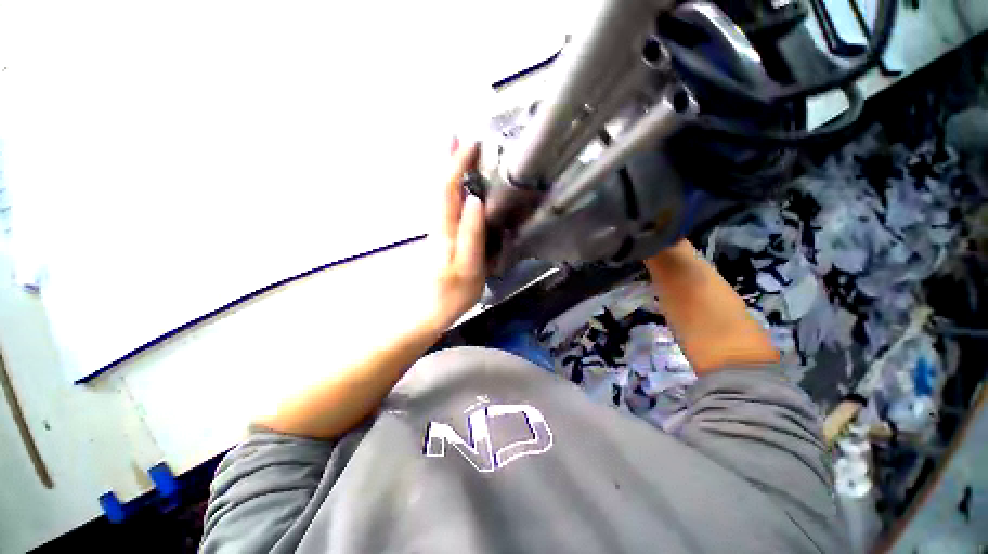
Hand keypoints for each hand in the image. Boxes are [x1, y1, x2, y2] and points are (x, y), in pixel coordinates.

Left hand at [425, 141, 486, 328]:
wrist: (430, 310)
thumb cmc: (452, 294)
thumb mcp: (469, 268)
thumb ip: (471, 235)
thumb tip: (475, 200)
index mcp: (446, 230)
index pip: (448, 189)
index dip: (458, 165)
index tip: (472, 144)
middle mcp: (439, 224)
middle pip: (440, 185)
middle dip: (448, 159)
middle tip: (457, 135)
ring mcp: (439, 230)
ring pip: (441, 193)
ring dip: (447, 170)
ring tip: (456, 151)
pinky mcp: (441, 236)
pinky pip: (445, 204)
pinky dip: (450, 187)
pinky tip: (457, 184)